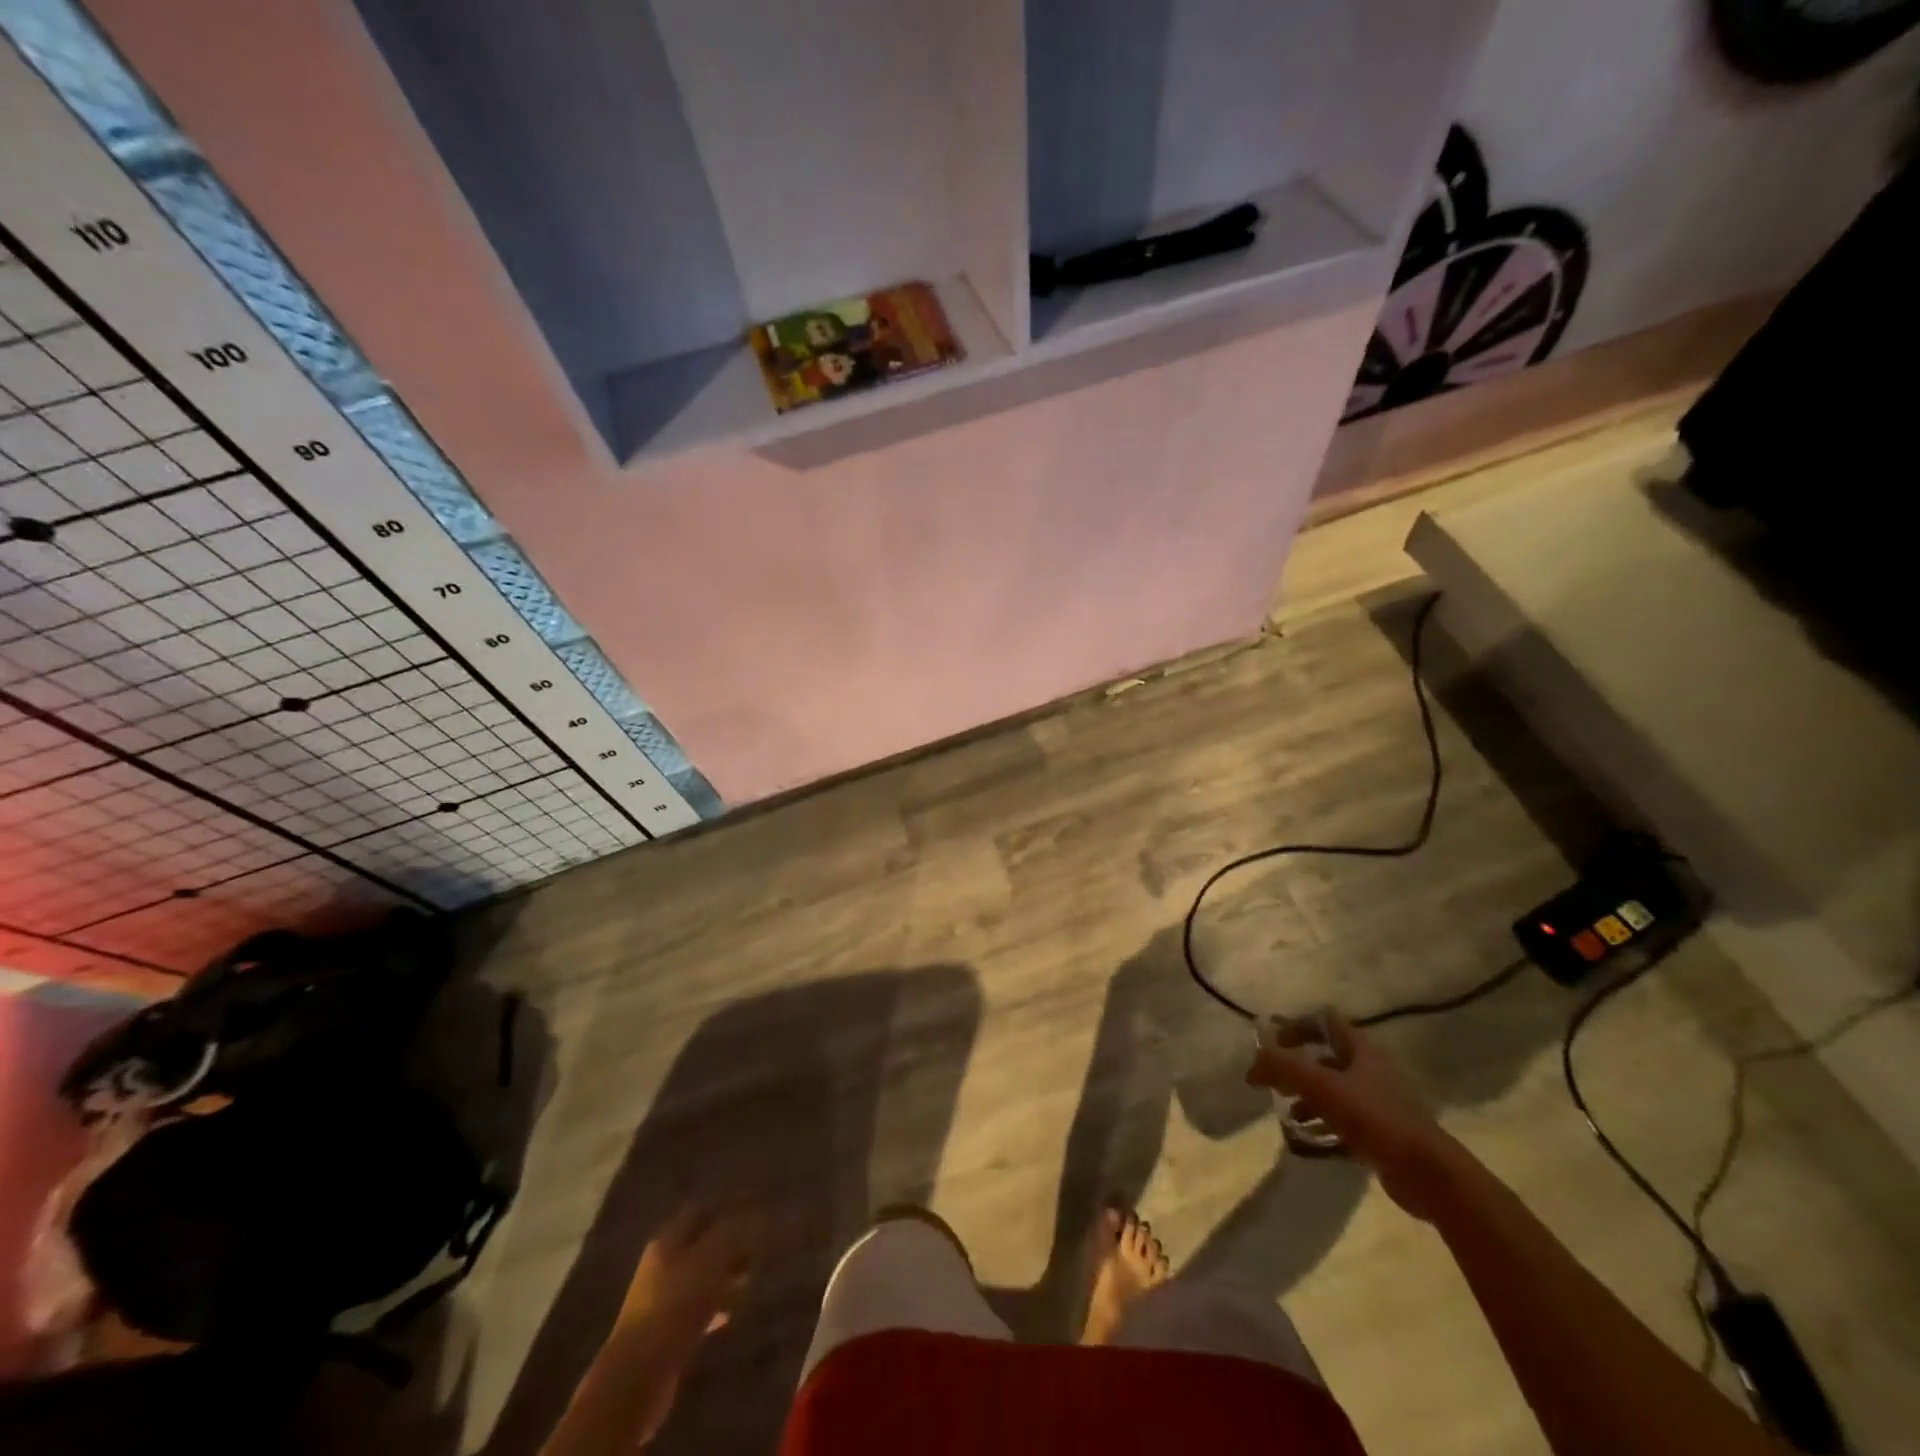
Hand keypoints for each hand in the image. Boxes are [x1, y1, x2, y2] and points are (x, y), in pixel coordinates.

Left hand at [619, 1205, 762, 1339]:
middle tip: (759, 1249)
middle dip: (731, 1244)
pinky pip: (697, 1310)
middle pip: (701, 1244)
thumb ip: (735, 1231)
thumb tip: (757, 1213)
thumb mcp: (711, 1259)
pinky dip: (716, 1307)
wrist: (637, 1380)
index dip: (728, 1208)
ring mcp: (661, 1301)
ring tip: (751, 1281)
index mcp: (668, 1240)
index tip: (756, 1212)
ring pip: (701, 1277)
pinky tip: (732, 1315)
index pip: (701, 1210)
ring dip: (726, 1276)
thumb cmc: (675, 1307)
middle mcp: (662, 1264)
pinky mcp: (665, 1334)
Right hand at [1247, 1014, 1459, 1220]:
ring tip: (1288, 1115)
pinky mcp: (1386, 1133)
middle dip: (1298, 1068)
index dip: (1297, 1025)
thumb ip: (1282, 1068)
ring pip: (1336, 1091)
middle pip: (1328, 1058)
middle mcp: (1373, 1070)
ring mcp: (1383, 1102)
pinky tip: (1309, 1140)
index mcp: (1362, 1050)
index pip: (1325, 1021)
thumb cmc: (1374, 1118)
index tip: (1274, 1042)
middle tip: (1275, 1082)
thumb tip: (1252, 1065)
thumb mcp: (1320, 1086)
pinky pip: (1347, 1120)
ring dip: (1309, 1099)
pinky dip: (1325, 1124)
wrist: (1427, 1174)